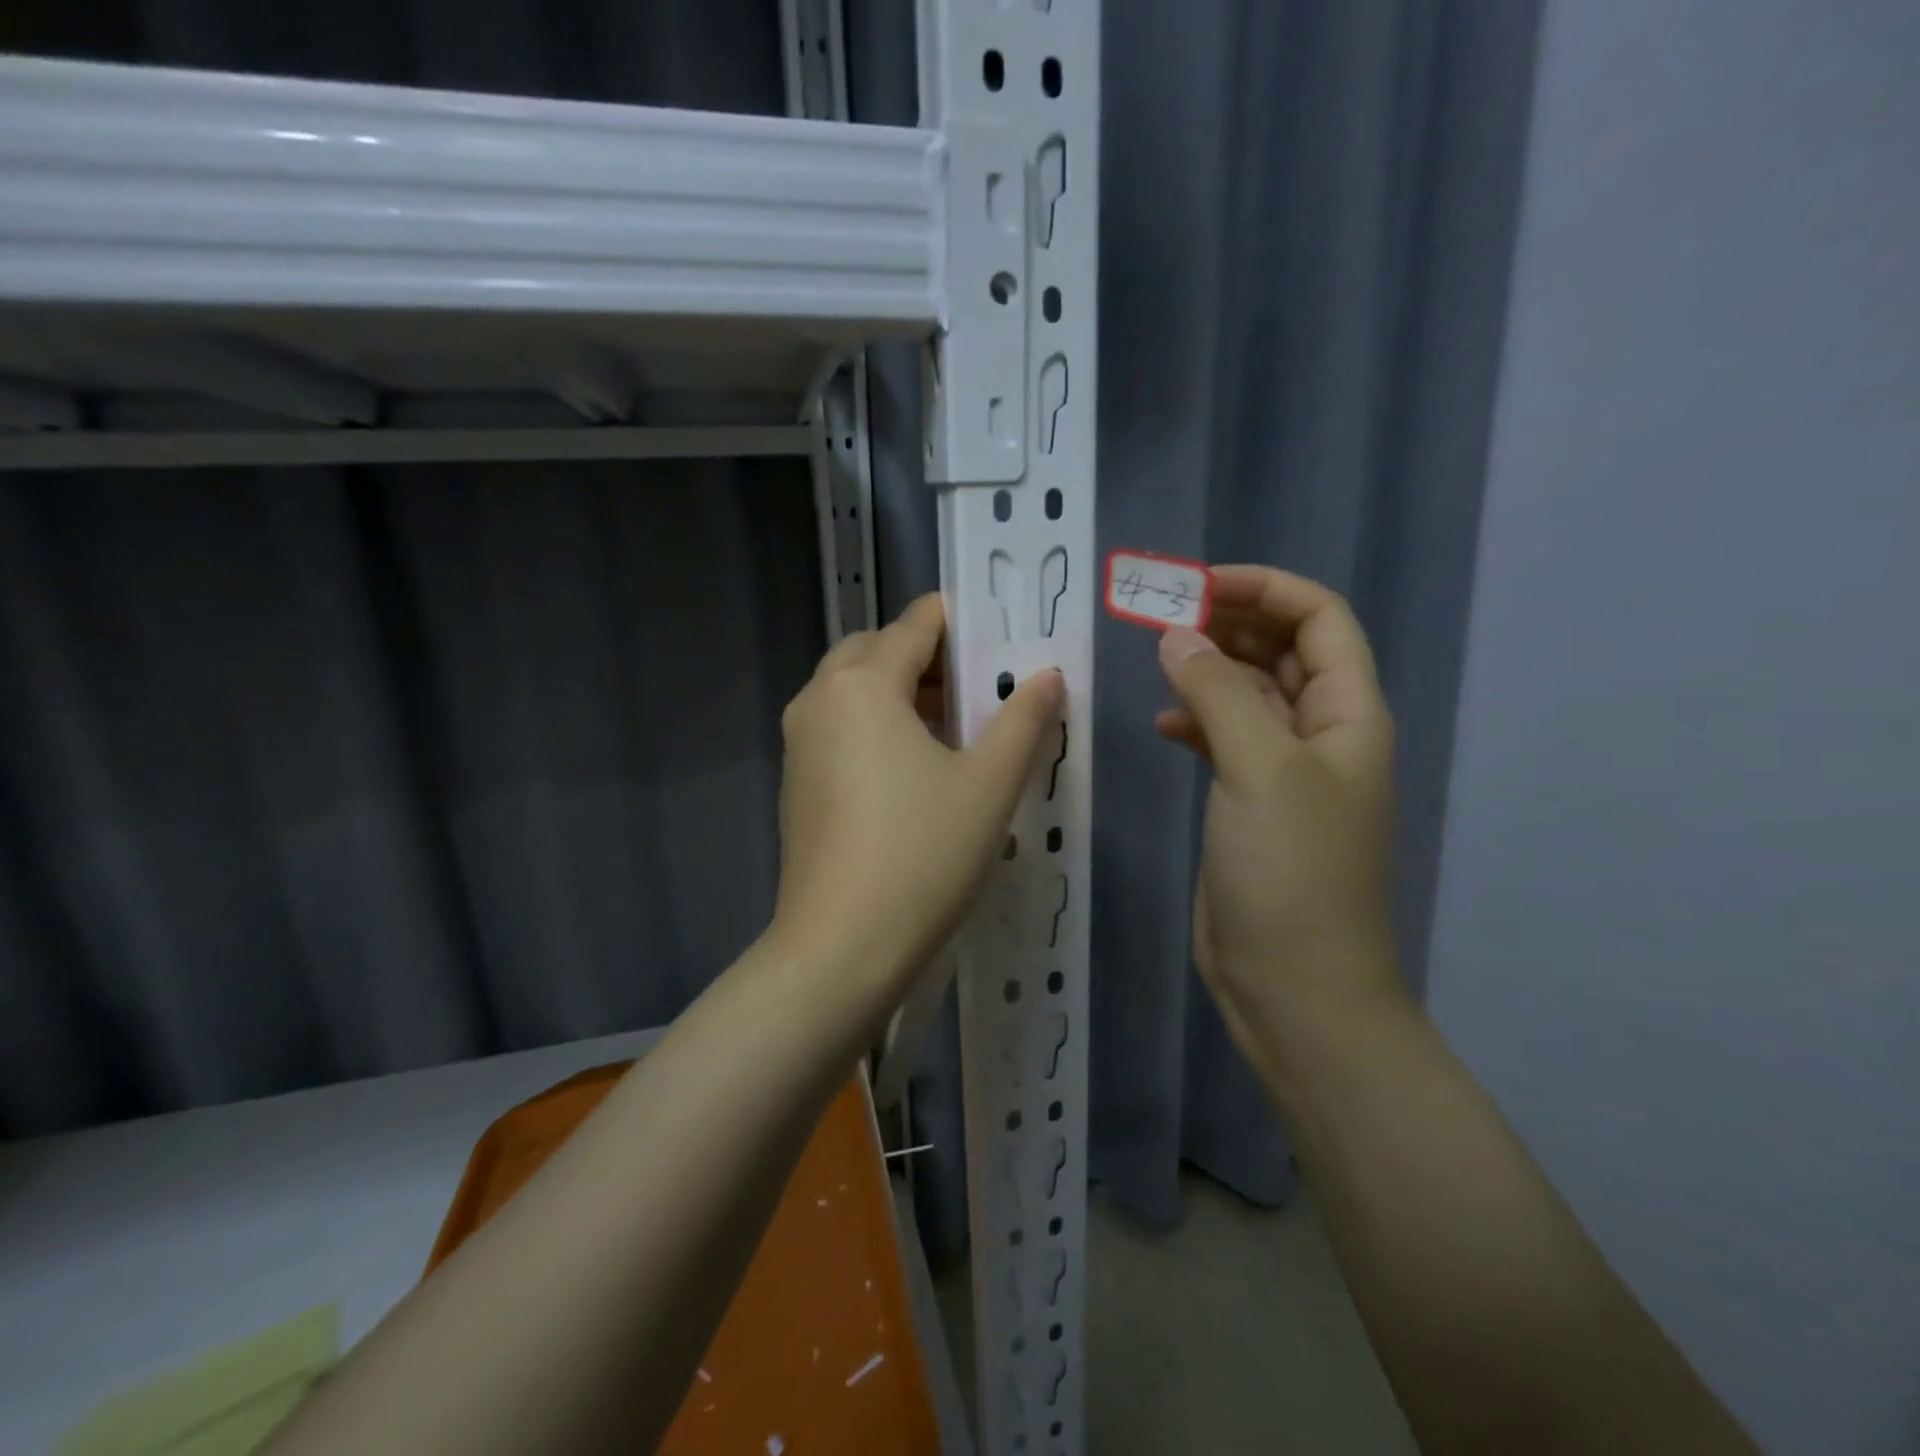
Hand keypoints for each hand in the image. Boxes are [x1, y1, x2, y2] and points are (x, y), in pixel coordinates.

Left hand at [773, 593, 1064, 994]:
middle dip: (929, 658)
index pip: (916, 623)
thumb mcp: (988, 784)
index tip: (1002, 639)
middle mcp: (819, 699)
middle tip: (979, 689)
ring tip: (955, 728)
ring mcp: (799, 742)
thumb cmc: (923, 854)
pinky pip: (839, 728)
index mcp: (862, 684)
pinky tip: (913, 769)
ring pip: (854, 690)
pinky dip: (876, 725)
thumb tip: (1048, 676)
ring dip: (901, 692)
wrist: (840, 948)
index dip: (961, 622)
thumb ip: (1023, 720)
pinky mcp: (797, 781)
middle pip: (877, 649)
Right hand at [1154, 565, 1402, 1056]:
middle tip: (1165, 616)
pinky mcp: (1251, 803)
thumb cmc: (1292, 872)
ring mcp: (1286, 771)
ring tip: (1159, 657)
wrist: (1294, 984)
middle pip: (1283, 651)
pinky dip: (1197, 720)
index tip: (1197, 587)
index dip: (1265, 589)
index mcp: (1348, 714)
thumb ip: (1219, 693)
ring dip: (1210, 668)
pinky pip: (1227, 738)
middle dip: (1230, 623)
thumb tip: (1176, 635)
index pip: (1319, 620)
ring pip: (1251, 693)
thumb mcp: (1260, 769)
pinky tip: (1164, 724)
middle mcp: (1323, 734)